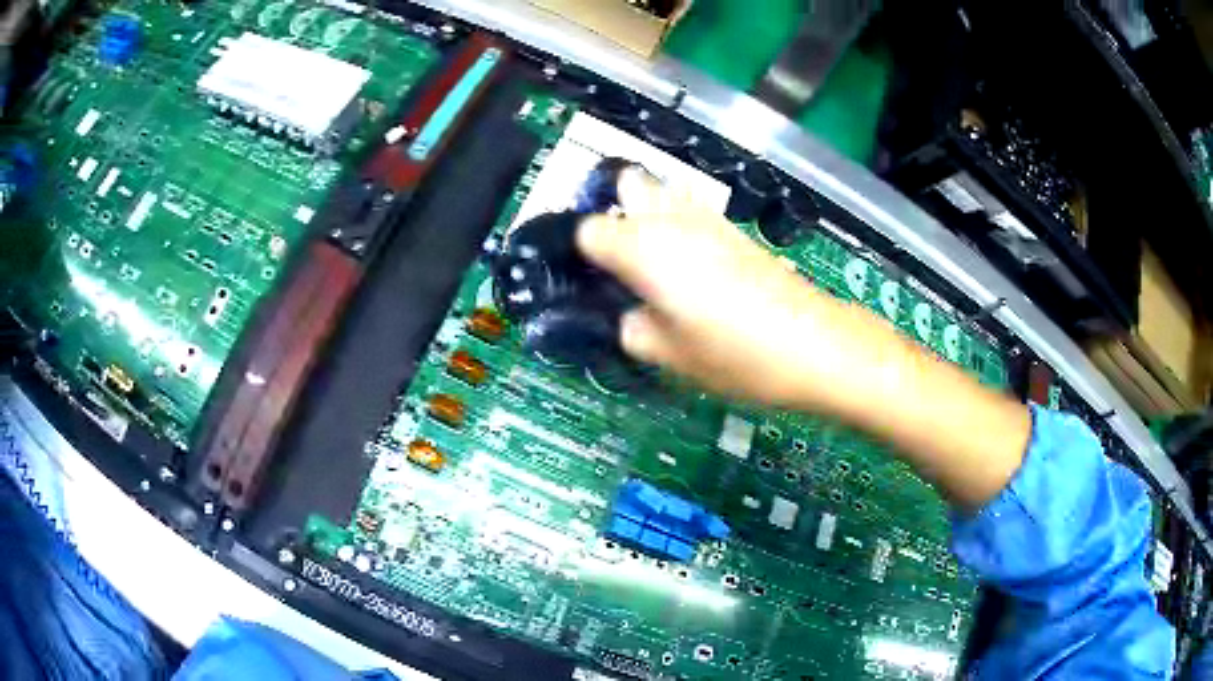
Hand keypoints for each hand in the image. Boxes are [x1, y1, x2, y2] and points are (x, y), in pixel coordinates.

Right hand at [576, 169, 1030, 509]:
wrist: (817, 345)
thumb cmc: (737, 356)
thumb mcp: (670, 357)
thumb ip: (633, 330)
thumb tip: (630, 315)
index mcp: (643, 248)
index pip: (588, 229)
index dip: (580, 251)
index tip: (585, 276)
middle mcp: (671, 219)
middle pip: (626, 185)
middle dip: (612, 208)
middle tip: (612, 255)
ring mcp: (708, 219)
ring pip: (662, 192)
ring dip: (646, 212)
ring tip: (647, 260)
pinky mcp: (737, 230)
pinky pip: (692, 212)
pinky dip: (677, 225)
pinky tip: (688, 267)